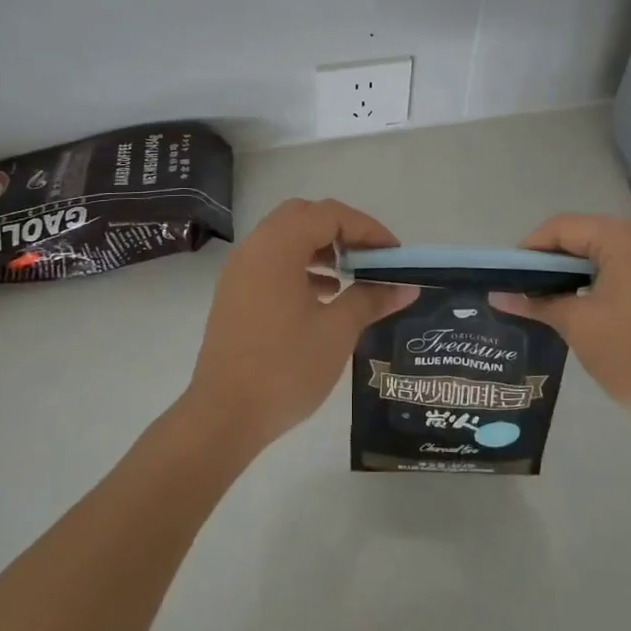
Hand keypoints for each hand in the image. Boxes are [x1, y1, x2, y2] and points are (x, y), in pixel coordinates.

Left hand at [183, 198, 413, 454]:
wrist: (224, 416)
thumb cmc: (285, 367)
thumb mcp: (337, 330)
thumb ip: (371, 298)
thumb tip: (406, 287)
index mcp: (278, 246)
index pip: (330, 215)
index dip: (368, 229)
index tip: (394, 255)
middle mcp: (255, 248)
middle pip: (304, 217)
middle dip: (342, 231)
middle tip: (370, 258)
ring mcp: (240, 271)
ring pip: (286, 239)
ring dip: (321, 248)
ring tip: (351, 277)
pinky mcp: (235, 295)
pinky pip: (272, 263)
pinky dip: (301, 267)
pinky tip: (323, 296)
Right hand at [494, 214, 630, 431]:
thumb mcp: (577, 325)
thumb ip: (536, 303)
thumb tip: (498, 296)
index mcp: (622, 236)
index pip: (562, 228)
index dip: (529, 250)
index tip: (508, 278)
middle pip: (582, 235)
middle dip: (550, 261)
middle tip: (524, 290)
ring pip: (601, 252)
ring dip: (573, 272)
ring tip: (547, 299)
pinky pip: (622, 266)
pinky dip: (597, 280)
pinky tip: (581, 305)